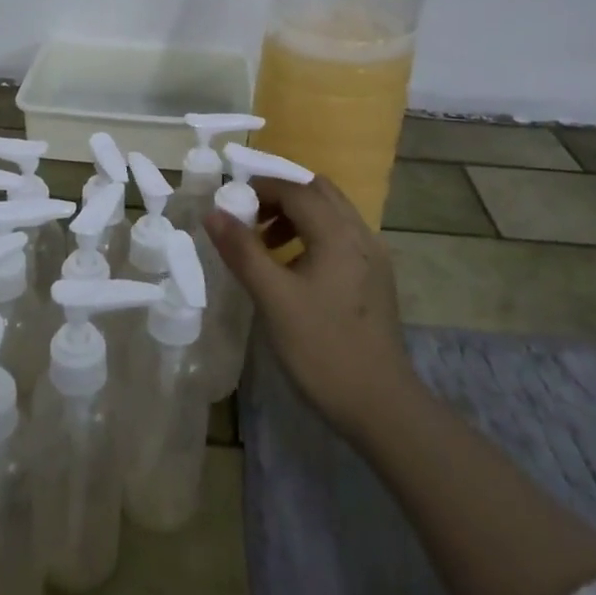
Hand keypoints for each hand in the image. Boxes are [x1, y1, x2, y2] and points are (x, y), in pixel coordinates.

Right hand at [204, 175, 416, 444]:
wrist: (381, 406)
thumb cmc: (322, 349)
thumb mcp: (273, 298)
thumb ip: (242, 251)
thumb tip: (214, 213)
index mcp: (338, 233)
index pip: (296, 189)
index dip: (260, 188)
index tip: (229, 204)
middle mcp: (361, 234)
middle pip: (318, 193)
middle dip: (280, 196)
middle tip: (248, 218)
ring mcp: (373, 257)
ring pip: (331, 214)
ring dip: (296, 216)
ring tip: (265, 245)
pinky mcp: (375, 278)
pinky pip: (341, 237)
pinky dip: (313, 235)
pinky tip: (294, 269)